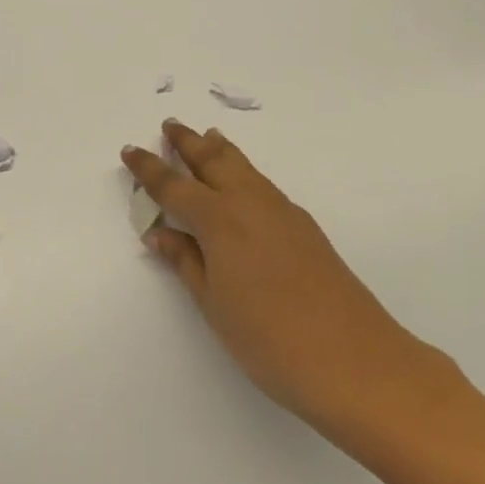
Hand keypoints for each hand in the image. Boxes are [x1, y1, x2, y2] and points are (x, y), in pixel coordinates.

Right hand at [122, 121, 451, 442]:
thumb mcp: (214, 304)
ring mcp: (282, 210)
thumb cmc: (269, 339)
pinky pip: (263, 182)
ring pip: (243, 166)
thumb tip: (160, 232)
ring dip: (220, 149)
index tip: (131, 150)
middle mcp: (249, 203)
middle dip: (188, 142)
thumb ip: (186, 262)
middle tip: (170, 125)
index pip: (174, 186)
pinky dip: (244, 170)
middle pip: (213, 160)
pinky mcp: (304, 225)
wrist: (353, 358)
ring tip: (207, 136)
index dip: (149, 169)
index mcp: (219, 220)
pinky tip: (244, 182)